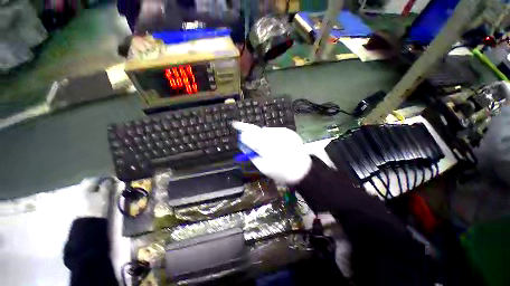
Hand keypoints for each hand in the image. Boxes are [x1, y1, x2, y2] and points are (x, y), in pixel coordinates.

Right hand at [232, 121, 311, 183]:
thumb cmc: (280, 171)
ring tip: (267, 146)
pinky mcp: (288, 131)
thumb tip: (243, 143)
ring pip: (266, 130)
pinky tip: (276, 144)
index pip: (249, 134)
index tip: (235, 124)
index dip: (242, 129)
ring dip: (263, 135)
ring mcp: (281, 132)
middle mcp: (273, 135)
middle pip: (257, 130)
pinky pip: (275, 131)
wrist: (302, 169)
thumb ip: (251, 153)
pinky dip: (272, 136)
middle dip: (251, 132)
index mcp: (265, 146)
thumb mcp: (262, 166)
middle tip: (248, 135)